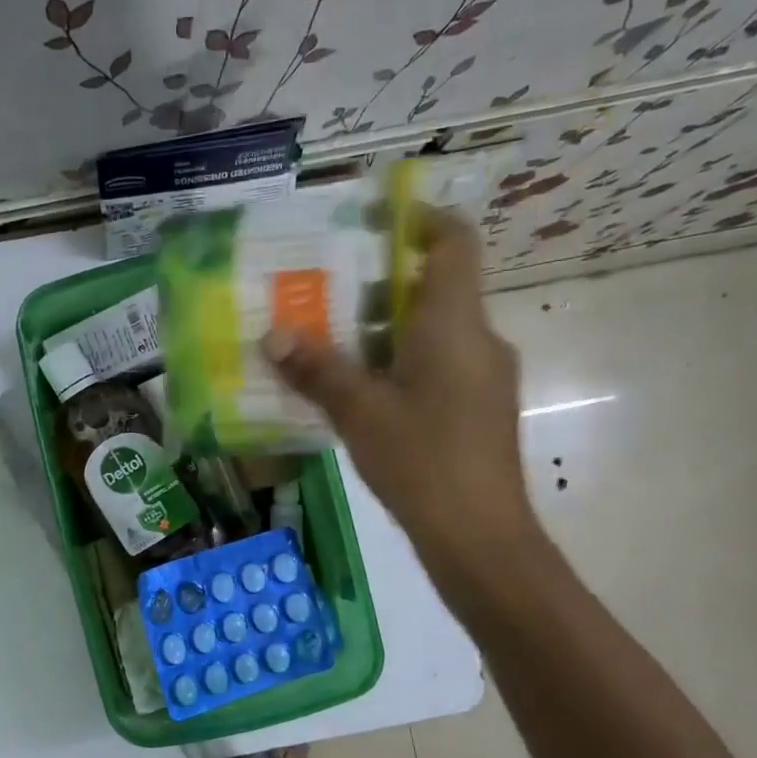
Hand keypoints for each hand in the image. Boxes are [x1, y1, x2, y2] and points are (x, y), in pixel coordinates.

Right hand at [263, 205, 540, 577]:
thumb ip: (317, 370)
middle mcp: (478, 339)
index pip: (454, 242)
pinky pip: (436, 367)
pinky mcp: (479, 411)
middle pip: (432, 289)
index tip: (373, 223)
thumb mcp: (360, 413)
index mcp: (455, 323)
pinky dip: (398, 366)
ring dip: (382, 333)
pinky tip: (359, 396)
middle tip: (320, 296)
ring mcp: (483, 378)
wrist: (480, 537)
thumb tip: (272, 336)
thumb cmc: (423, 461)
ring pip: (431, 333)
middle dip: (376, 288)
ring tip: (327, 347)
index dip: (420, 220)